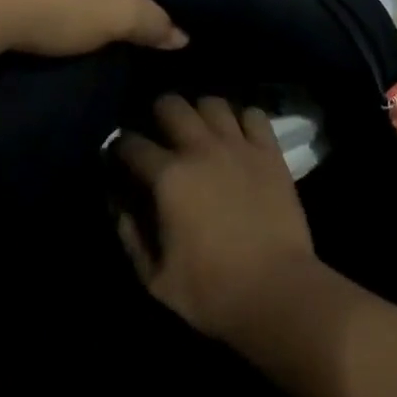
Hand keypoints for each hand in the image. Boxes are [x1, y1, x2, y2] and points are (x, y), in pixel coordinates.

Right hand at [115, 96, 319, 344]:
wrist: (278, 293)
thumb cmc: (212, 292)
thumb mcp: (155, 278)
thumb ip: (131, 236)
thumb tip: (118, 204)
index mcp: (168, 177)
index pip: (130, 144)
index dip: (119, 148)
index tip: (120, 158)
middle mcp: (200, 149)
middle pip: (171, 105)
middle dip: (158, 114)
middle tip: (161, 134)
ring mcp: (238, 147)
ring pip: (212, 103)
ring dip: (201, 113)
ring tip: (201, 131)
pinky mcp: (270, 153)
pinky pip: (255, 115)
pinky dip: (244, 120)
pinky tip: (240, 137)